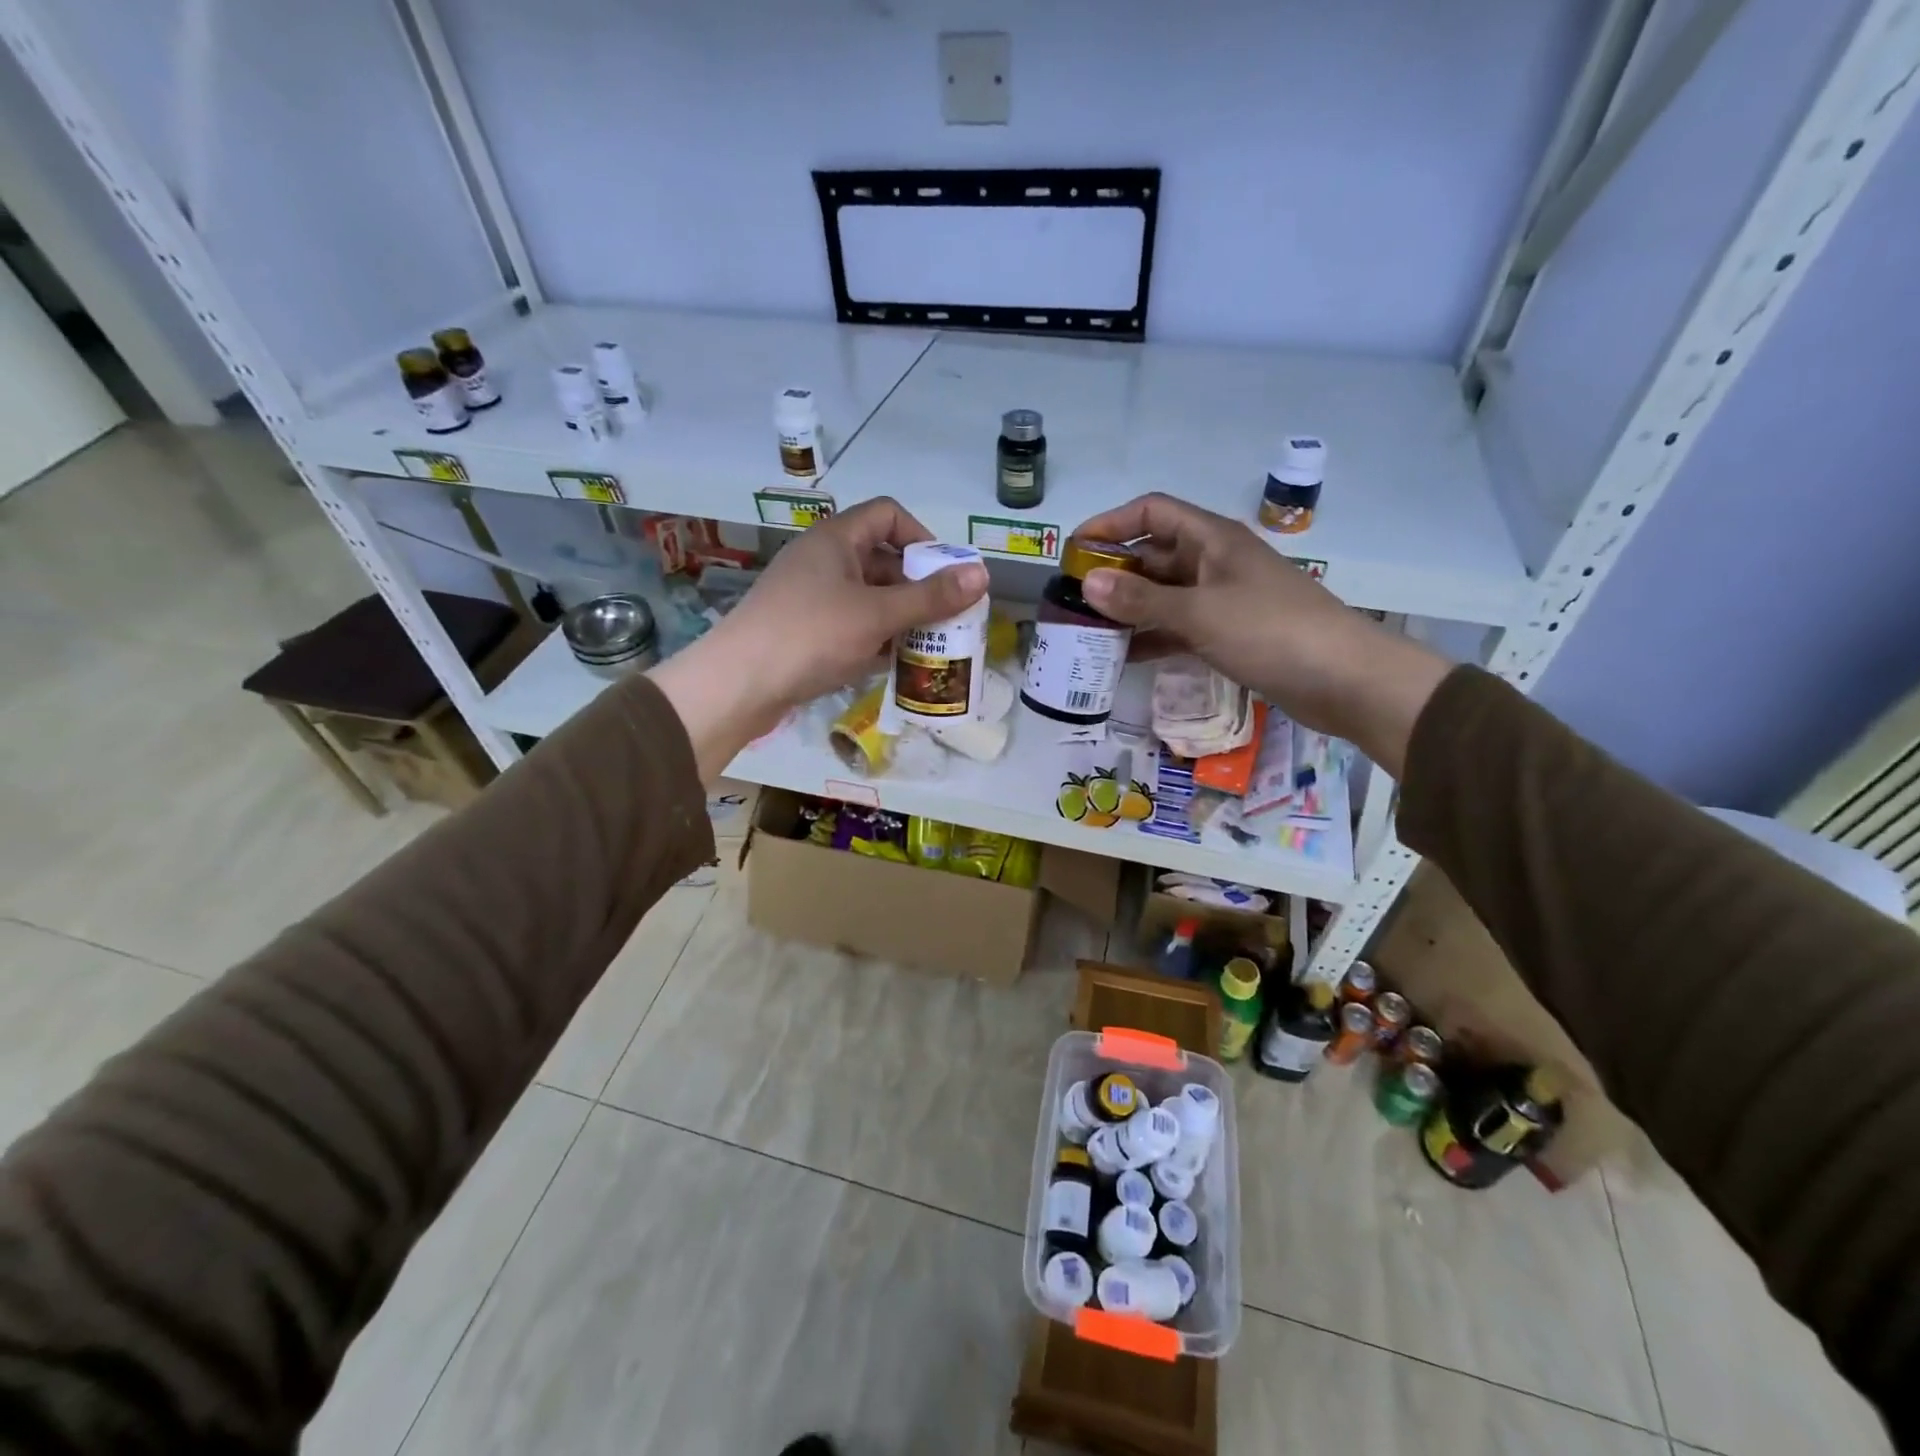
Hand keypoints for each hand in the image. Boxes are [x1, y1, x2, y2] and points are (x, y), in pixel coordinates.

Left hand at [651, 499, 987, 776]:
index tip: (946, 574)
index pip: (888, 514)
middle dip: (917, 586)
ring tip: (927, 645)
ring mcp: (810, 596)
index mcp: (836, 539)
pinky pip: (850, 624)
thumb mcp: (877, 615)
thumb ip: (930, 597)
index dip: (923, 537)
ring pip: (867, 596)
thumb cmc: (810, 636)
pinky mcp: (803, 630)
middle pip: (882, 559)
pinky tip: (892, 663)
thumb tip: (982, 575)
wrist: (738, 684)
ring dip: (899, 617)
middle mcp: (822, 559)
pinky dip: (874, 638)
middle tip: (946, 617)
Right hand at [1071, 493, 1450, 775]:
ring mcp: (1222, 599)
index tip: (1073, 550)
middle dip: (1113, 572)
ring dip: (1128, 609)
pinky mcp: (1229, 633)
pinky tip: (1123, 657)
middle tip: (1071, 600)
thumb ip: (1141, 599)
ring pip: (1163, 595)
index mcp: (1212, 539)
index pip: (1151, 512)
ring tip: (1088, 631)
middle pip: (1154, 554)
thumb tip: (1086, 581)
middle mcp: (1214, 562)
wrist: (1346, 679)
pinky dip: (1152, 637)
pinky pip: (1178, 627)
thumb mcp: (1199, 613)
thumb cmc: (1272, 632)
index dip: (1110, 523)